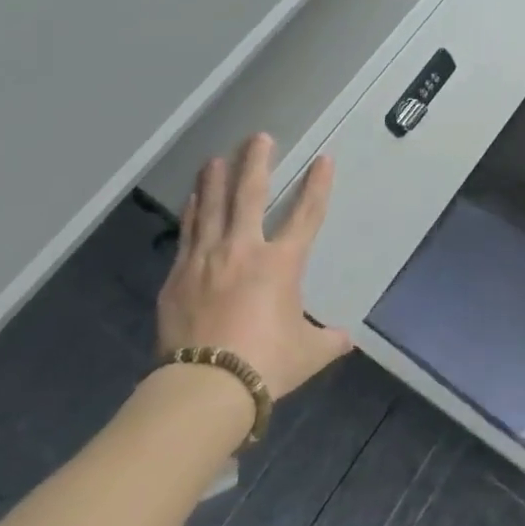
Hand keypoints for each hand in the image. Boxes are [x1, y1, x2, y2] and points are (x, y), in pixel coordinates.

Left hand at [156, 135, 351, 398]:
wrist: (205, 388)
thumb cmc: (266, 364)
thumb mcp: (307, 353)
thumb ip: (328, 341)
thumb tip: (346, 340)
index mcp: (282, 264)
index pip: (306, 214)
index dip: (317, 185)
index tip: (323, 159)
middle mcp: (244, 250)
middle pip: (250, 195)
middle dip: (256, 162)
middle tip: (259, 137)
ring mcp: (206, 260)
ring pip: (212, 207)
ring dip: (216, 179)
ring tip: (216, 158)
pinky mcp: (178, 277)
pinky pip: (187, 234)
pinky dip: (192, 213)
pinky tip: (192, 200)